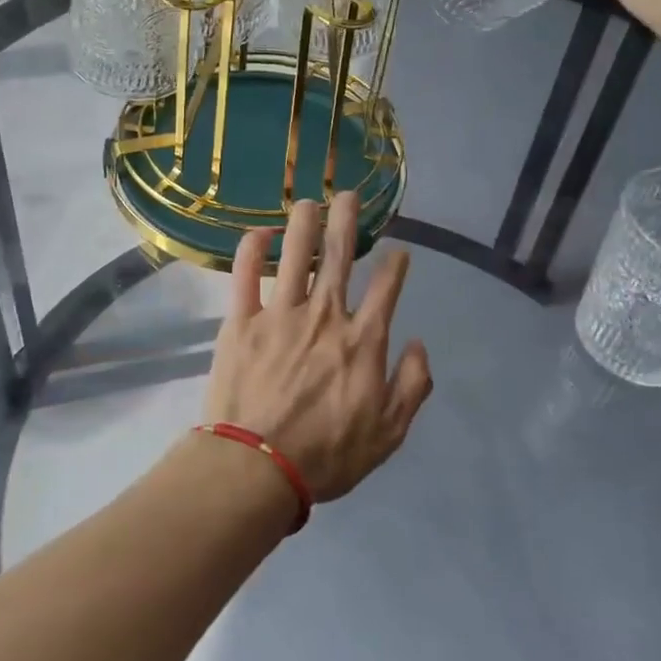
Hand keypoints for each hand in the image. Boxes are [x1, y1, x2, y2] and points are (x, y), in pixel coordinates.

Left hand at [203, 193, 432, 502]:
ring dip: (303, 223)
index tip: (399, 250)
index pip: (387, 289)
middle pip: (340, 256)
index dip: (396, 264)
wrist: (257, 466)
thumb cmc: (327, 455)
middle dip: (347, 220)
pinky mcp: (241, 321)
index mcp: (362, 341)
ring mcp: (280, 314)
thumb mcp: (389, 433)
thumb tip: (419, 344)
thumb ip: (413, 386)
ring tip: (308, 200)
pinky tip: (259, 232)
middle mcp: (325, 316)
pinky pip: (245, 275)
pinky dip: (251, 250)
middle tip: (348, 194)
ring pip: (295, 254)